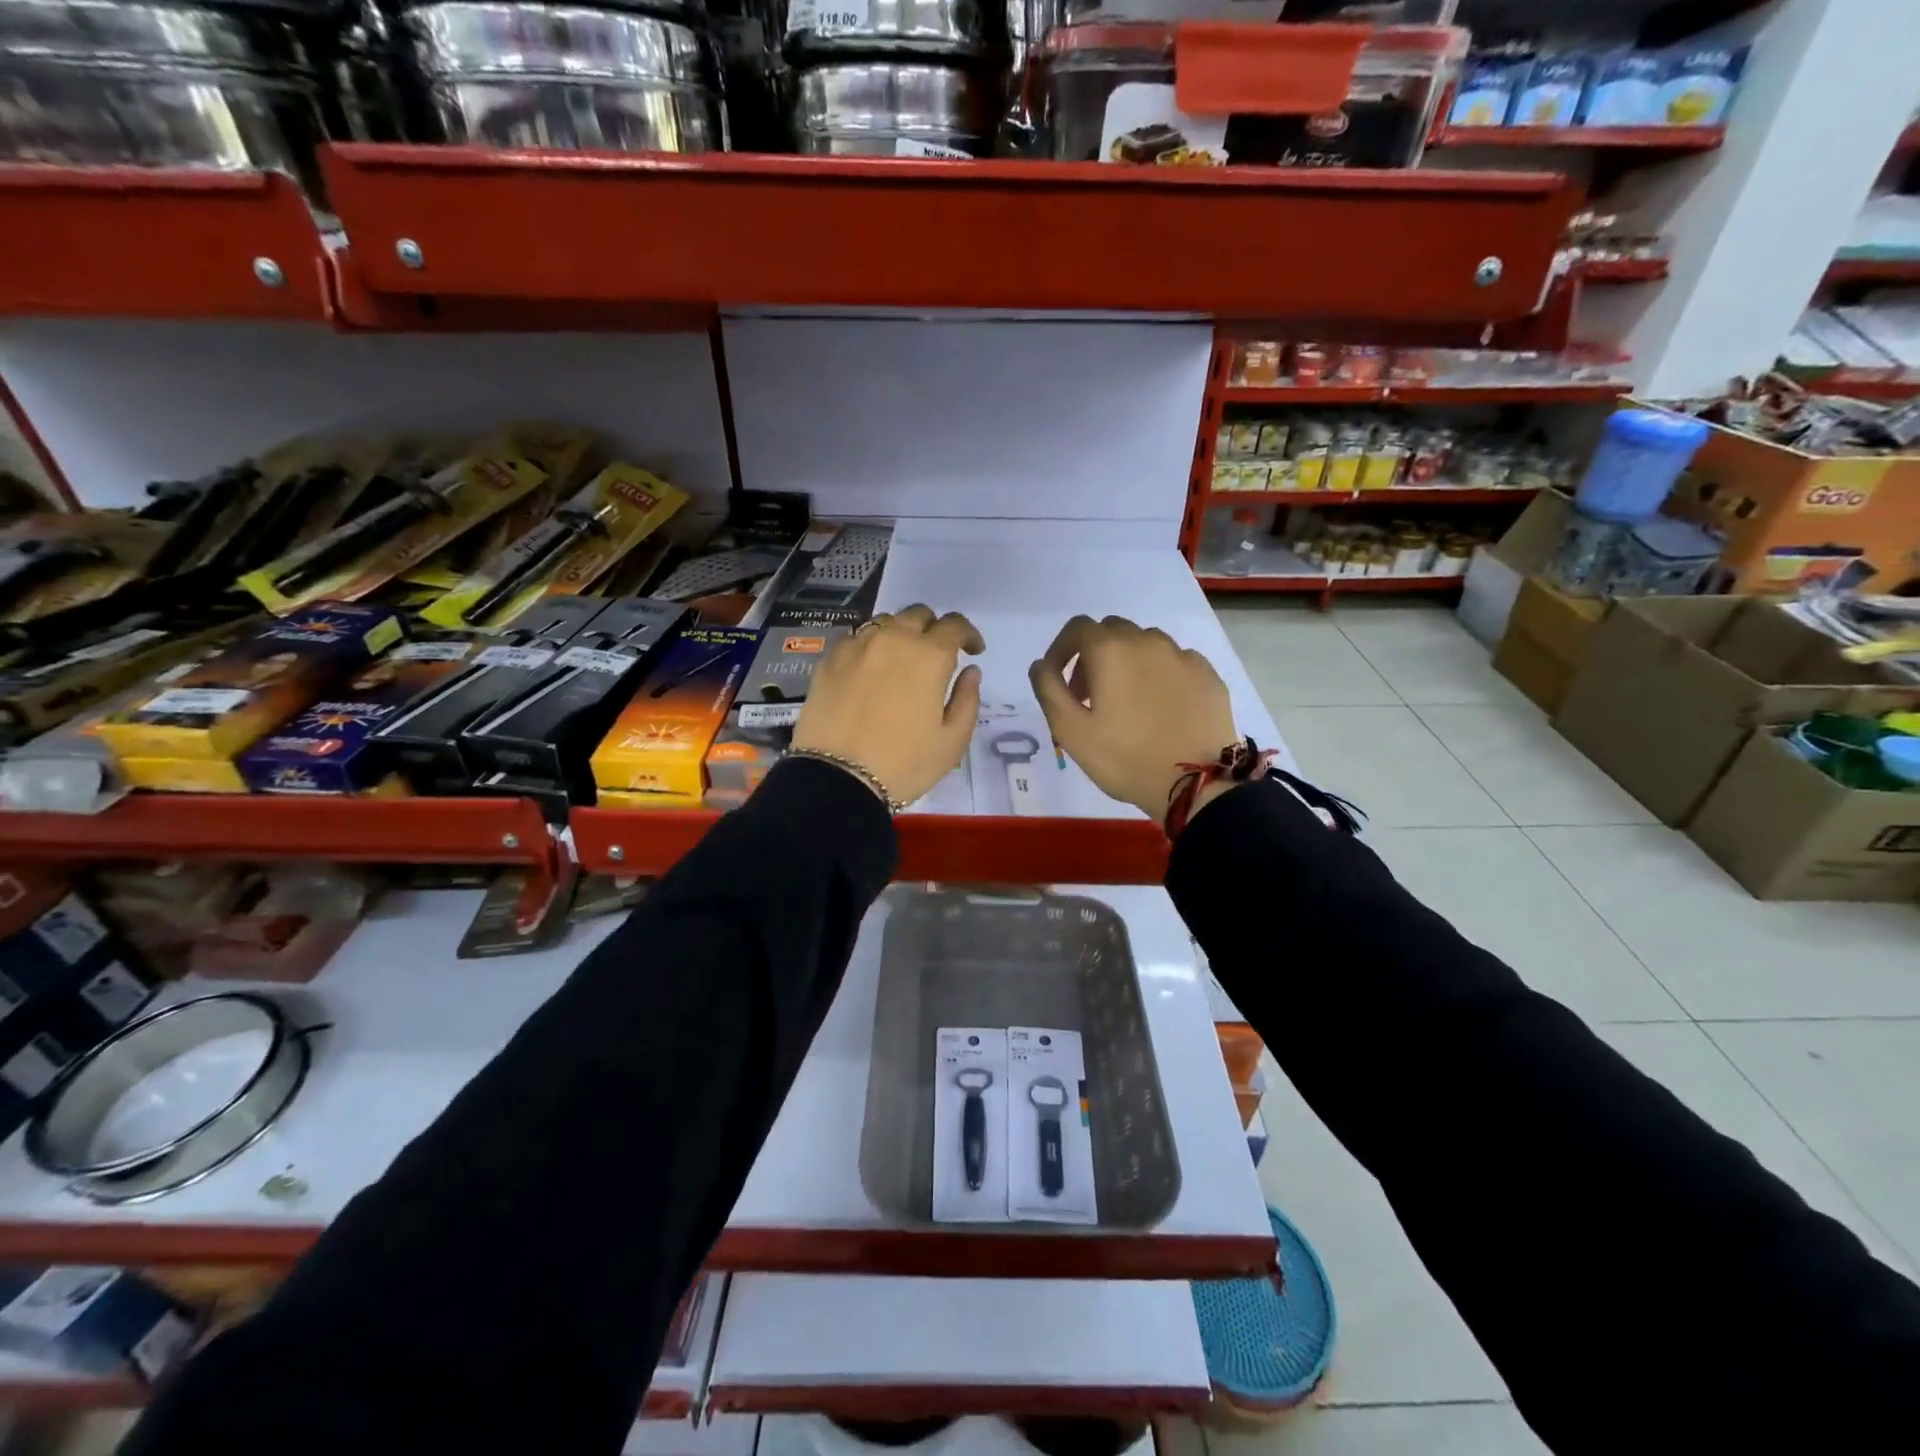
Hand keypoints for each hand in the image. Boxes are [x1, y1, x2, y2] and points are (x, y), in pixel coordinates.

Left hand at [794, 604, 983, 806]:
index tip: (973, 651)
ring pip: (885, 622)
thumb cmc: (904, 764)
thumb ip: (967, 699)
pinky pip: (855, 638)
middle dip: (933, 629)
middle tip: (936, 656)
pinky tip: (869, 670)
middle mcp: (893, 639)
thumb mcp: (952, 741)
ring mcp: (857, 645)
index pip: (955, 625)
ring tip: (901, 661)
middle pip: (918, 615)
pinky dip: (869, 646)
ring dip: (900, 634)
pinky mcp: (829, 659)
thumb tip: (970, 671)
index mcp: (929, 656)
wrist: (838, 779)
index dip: (968, 634)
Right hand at [1028, 615, 1237, 826]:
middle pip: (1112, 631)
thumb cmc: (1124, 758)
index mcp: (1111, 650)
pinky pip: (1175, 662)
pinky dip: (1160, 675)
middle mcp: (1148, 641)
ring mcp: (1183, 656)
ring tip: (1127, 702)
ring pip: (1146, 644)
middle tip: (1089, 695)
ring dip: (1128, 662)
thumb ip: (1048, 689)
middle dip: (1093, 655)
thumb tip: (1041, 664)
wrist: (1196, 783)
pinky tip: (1161, 708)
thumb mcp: (1070, 730)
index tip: (1059, 680)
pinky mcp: (1208, 675)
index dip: (1061, 649)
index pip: (1077, 628)